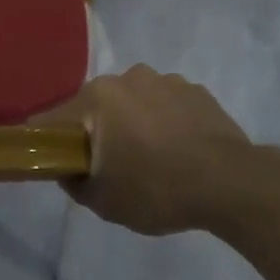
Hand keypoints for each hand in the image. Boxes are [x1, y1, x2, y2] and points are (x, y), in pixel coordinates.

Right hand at [33, 65, 252, 234]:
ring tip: (153, 159)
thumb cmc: (158, 189)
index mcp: (96, 98)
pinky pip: (166, 104)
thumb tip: (68, 169)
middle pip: (95, 107)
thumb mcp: (103, 202)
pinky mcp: (196, 90)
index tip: (57, 163)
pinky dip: (165, 122)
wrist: (232, 184)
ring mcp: (164, 80)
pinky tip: (180, 151)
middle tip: (111, 167)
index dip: (47, 142)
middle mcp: (126, 78)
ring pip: (132, 102)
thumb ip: (74, 182)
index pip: (52, 119)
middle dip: (97, 132)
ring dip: (133, 123)